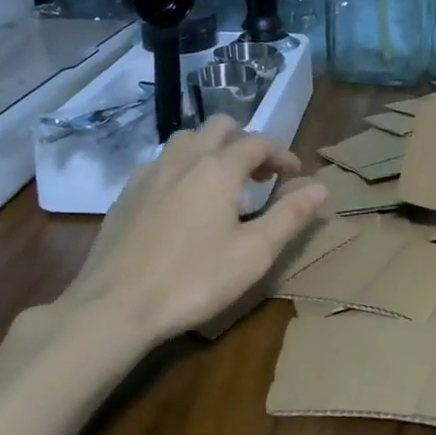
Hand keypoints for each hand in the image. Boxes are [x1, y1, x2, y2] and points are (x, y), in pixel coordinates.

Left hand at [47, 118, 327, 352]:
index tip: (295, 174)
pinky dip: (182, 168)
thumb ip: (290, 216)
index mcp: (218, 168)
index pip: (259, 142)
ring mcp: (149, 174)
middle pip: (220, 127)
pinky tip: (182, 201)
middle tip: (260, 174)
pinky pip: (161, 163)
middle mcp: (183, 159)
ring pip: (186, 140)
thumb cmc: (193, 280)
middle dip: (245, 141)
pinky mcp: (125, 194)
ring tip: (223, 182)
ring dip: (211, 149)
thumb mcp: (254, 253)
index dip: (282, 153)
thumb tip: (321, 187)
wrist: (114, 307)